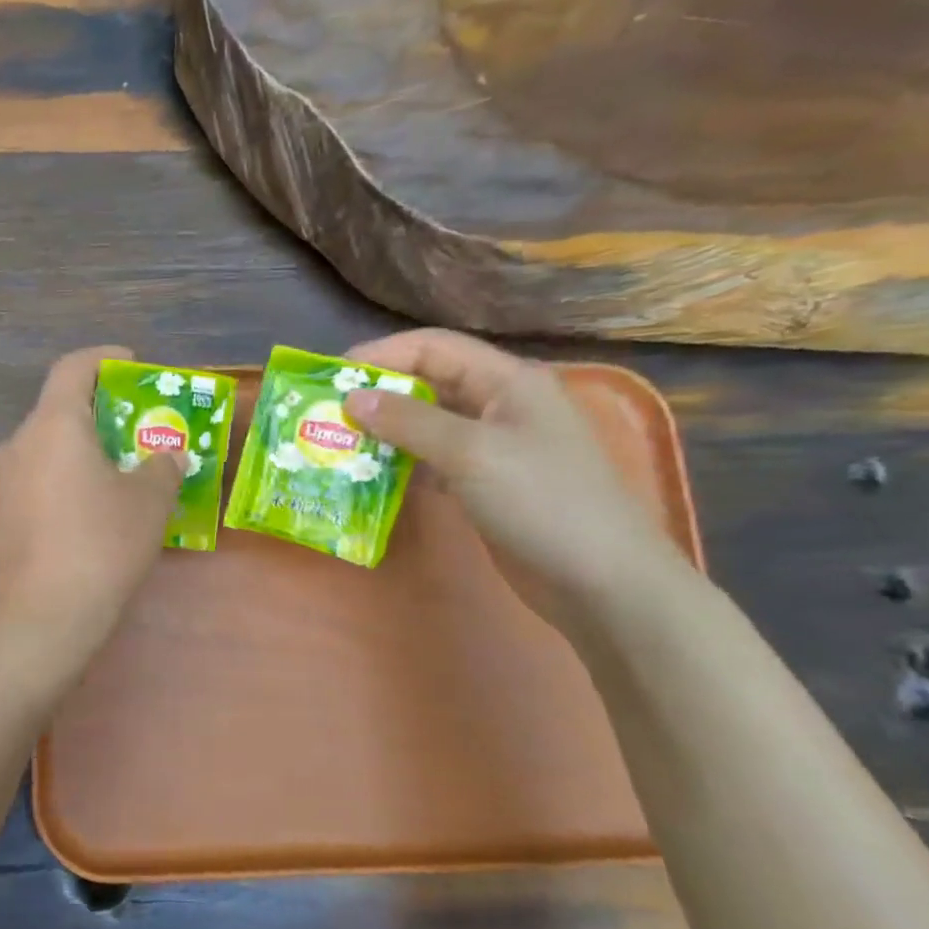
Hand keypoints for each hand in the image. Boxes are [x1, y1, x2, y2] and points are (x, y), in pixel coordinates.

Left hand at [0, 346, 184, 652]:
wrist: (44, 615)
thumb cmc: (102, 543)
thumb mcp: (149, 501)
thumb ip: (163, 466)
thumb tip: (170, 454)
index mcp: (54, 424)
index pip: (73, 367)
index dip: (104, 359)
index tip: (130, 365)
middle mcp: (20, 442)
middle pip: (59, 408)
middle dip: (99, 410)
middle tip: (135, 427)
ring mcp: (3, 479)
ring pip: (46, 446)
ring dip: (80, 447)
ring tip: (117, 470)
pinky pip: (36, 477)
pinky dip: (63, 477)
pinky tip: (88, 508)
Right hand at [343, 329, 682, 628]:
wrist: (601, 581)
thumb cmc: (542, 502)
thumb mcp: (470, 453)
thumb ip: (408, 422)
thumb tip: (352, 399)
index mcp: (506, 380)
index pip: (433, 347)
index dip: (381, 354)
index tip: (331, 378)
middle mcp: (499, 404)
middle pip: (427, 382)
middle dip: (377, 394)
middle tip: (326, 414)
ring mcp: (493, 445)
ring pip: (426, 423)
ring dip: (384, 430)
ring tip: (338, 444)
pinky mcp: (485, 482)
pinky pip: (433, 458)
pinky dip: (400, 461)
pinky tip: (370, 475)